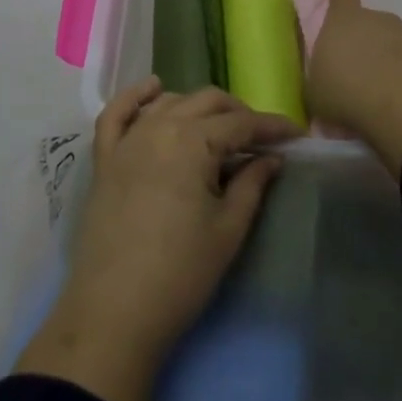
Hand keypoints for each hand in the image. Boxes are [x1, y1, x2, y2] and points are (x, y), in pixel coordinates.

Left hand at [14, 77, 299, 400]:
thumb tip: (271, 158)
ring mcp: (127, 141)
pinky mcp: (105, 159)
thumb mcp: (228, 229)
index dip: (272, 127)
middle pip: (206, 102)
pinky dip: (136, 96)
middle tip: (260, 139)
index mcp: (193, 141)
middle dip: (238, 113)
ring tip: (219, 128)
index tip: (296, 135)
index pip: (241, 123)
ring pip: (169, 103)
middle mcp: (159, 127)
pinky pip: (117, 114)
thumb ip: (252, 184)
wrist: (115, 312)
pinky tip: (154, 88)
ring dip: (198, 108)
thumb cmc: (181, 274)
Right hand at [307, 0, 401, 176]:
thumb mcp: (314, 89)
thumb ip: (317, 75)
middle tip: (352, 72)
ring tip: (373, 93)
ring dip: (382, 61)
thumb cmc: (347, 91)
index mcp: (344, 18)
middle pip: (367, 20)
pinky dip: (401, 78)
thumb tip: (322, 76)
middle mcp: (376, 19)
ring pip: (388, 43)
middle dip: (361, 41)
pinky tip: (394, 103)